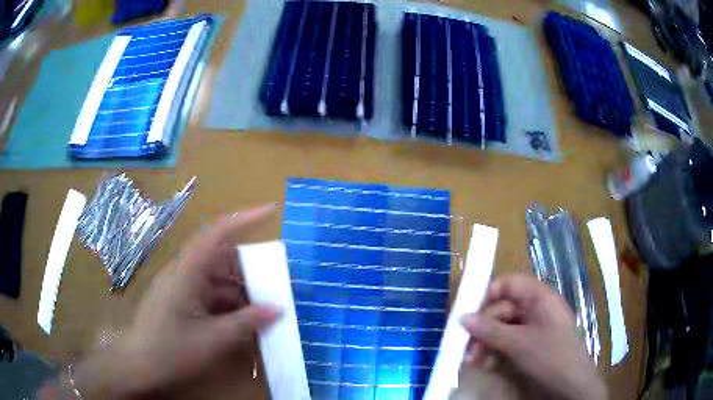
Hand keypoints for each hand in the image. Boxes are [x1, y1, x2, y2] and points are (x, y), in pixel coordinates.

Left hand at [45, 205, 281, 398]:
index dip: (244, 218)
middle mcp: (182, 272)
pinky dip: (225, 300)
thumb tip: (278, 309)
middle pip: (218, 255)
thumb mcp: (212, 340)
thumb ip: (245, 322)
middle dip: (246, 264)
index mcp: (186, 272)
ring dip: (237, 286)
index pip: (216, 234)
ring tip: (260, 304)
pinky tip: (239, 318)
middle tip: (272, 279)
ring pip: (213, 275)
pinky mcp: (178, 299)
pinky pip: (206, 291)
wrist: (137, 364)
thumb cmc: (170, 350)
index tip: (270, 211)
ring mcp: (179, 285)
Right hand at [460, 274, 606, 399]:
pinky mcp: (529, 345)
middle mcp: (535, 309)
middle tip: (467, 348)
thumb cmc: (550, 356)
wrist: (570, 386)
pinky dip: (494, 352)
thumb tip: (463, 318)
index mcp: (539, 297)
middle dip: (483, 328)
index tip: (469, 313)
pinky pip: (507, 342)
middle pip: (502, 309)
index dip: (488, 294)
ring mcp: (532, 328)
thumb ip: (490, 330)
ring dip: (485, 343)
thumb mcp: (519, 344)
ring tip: (472, 361)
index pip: (509, 284)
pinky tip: (485, 365)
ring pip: (502, 328)